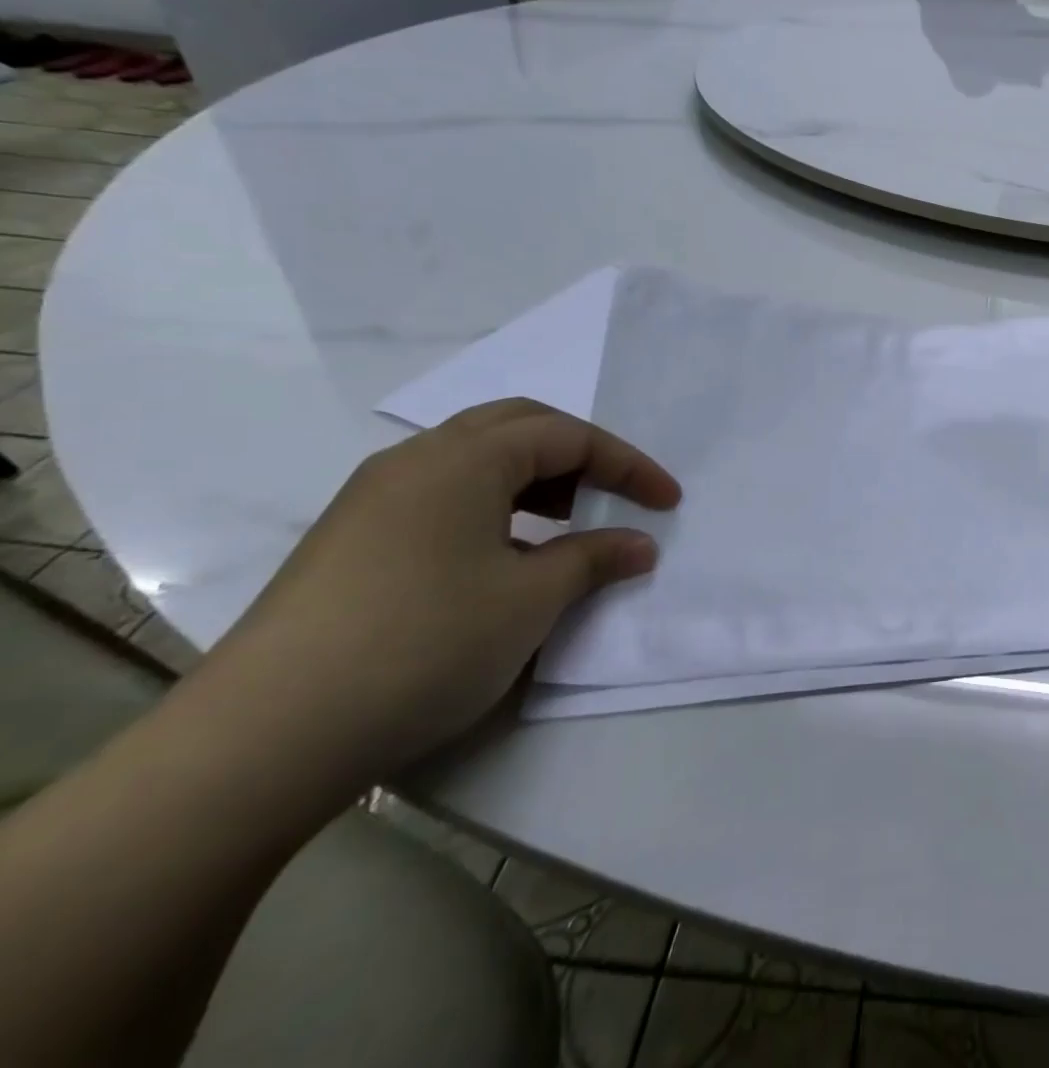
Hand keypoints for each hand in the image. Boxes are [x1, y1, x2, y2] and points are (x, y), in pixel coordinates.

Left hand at [211, 399, 680, 785]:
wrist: (261, 739)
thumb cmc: (422, 645)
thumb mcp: (530, 601)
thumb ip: (594, 558)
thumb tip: (640, 544)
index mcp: (463, 459)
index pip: (567, 436)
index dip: (628, 464)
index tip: (669, 502)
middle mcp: (415, 461)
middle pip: (517, 427)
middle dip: (578, 454)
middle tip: (614, 494)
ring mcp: (373, 499)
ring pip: (474, 460)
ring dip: (533, 479)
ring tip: (567, 524)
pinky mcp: (349, 540)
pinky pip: (441, 495)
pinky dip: (492, 506)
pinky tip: (502, 556)